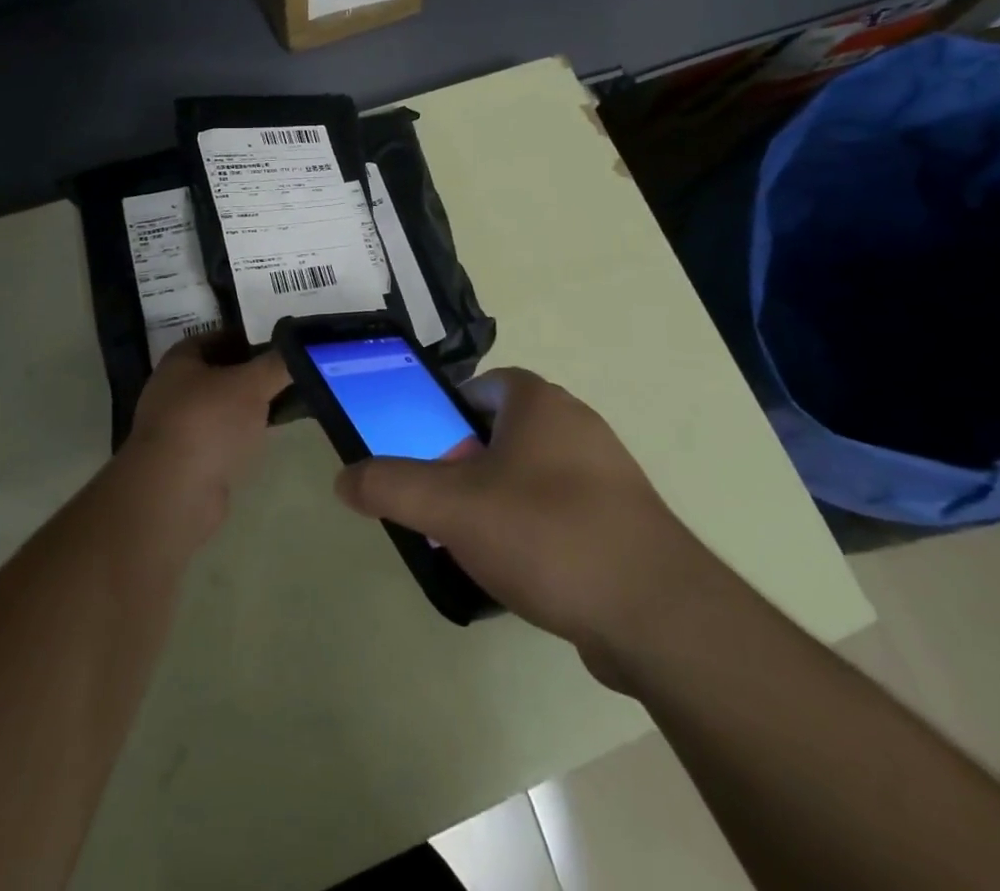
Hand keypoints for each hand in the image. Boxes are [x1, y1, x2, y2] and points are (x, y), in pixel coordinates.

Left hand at [118, 336, 289, 549]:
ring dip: (248, 407)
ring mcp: (178, 426)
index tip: (281, 347)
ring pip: (222, 407)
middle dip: (253, 374)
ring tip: (284, 406)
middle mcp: (173, 389)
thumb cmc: (209, 421)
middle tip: (288, 376)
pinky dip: (240, 435)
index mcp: (181, 360)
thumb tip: (300, 349)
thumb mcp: (252, 383)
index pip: (219, 337)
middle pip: (221, 372)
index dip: (250, 338)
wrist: (175, 492)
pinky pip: (220, 437)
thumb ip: (277, 363)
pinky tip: (265, 438)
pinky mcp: (187, 460)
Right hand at [334, 367, 714, 687]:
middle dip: (467, 462)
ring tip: (474, 543)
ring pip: (531, 472)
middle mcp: (577, 423)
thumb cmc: (547, 534)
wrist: (657, 613)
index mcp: (540, 402)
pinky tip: (522, 571)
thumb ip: (392, 486)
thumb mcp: (452, 508)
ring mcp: (606, 471)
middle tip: (441, 504)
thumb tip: (343, 477)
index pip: (481, 386)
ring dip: (499, 498)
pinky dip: (535, 529)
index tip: (426, 454)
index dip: (446, 413)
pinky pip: (562, 509)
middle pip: (503, 431)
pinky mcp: (623, 518)